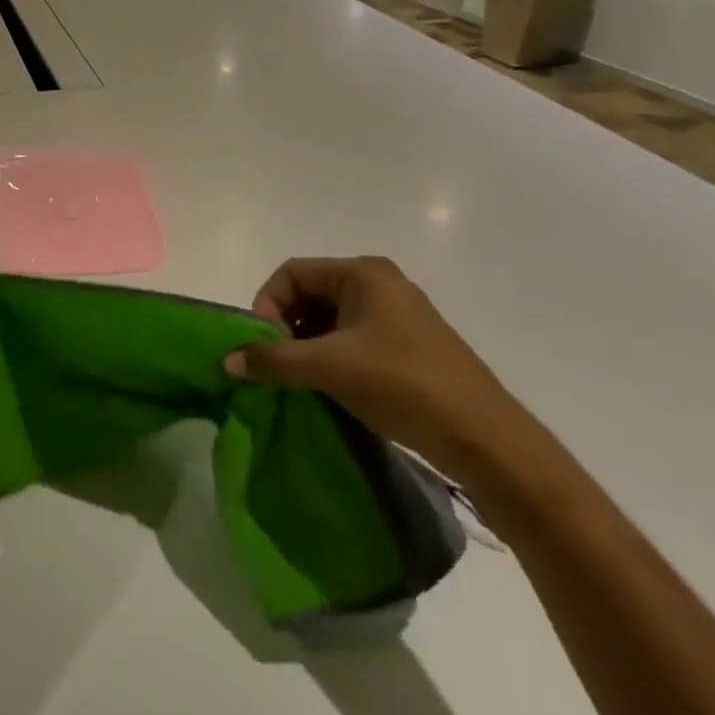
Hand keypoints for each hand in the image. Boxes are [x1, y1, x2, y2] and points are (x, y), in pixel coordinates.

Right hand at [224, 256, 539, 479]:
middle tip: (276, 365)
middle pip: (309, 295)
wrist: (487, 441)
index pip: (292, 273)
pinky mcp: (406, 348)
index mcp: (363, 273)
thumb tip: (227, 360)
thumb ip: (273, 360)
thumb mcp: (329, 368)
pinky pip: (351, 341)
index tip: (263, 344)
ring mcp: (396, 317)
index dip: (267, 304)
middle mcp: (379, 284)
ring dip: (305, 346)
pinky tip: (326, 389)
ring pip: (329, 321)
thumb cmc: (403, 384)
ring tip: (298, 380)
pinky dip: (329, 359)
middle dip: (285, 327)